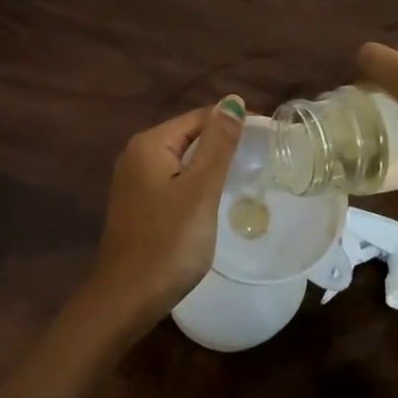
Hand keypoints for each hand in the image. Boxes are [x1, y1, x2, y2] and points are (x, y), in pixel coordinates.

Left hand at [72, 97, 246, 341]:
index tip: (269, 136)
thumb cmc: (168, 242)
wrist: (127, 296)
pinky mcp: (137, 205)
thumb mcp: (200, 190)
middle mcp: (136, 155)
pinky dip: (195, 183)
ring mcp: (133, 182)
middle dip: (223, 142)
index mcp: (149, 144)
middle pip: (189, 136)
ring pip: (181, 161)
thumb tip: (232, 101)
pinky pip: (173, 181)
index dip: (234, 122)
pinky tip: (214, 198)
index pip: (199, 117)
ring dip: (210, 164)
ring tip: (246, 174)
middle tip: (262, 157)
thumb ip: (218, 144)